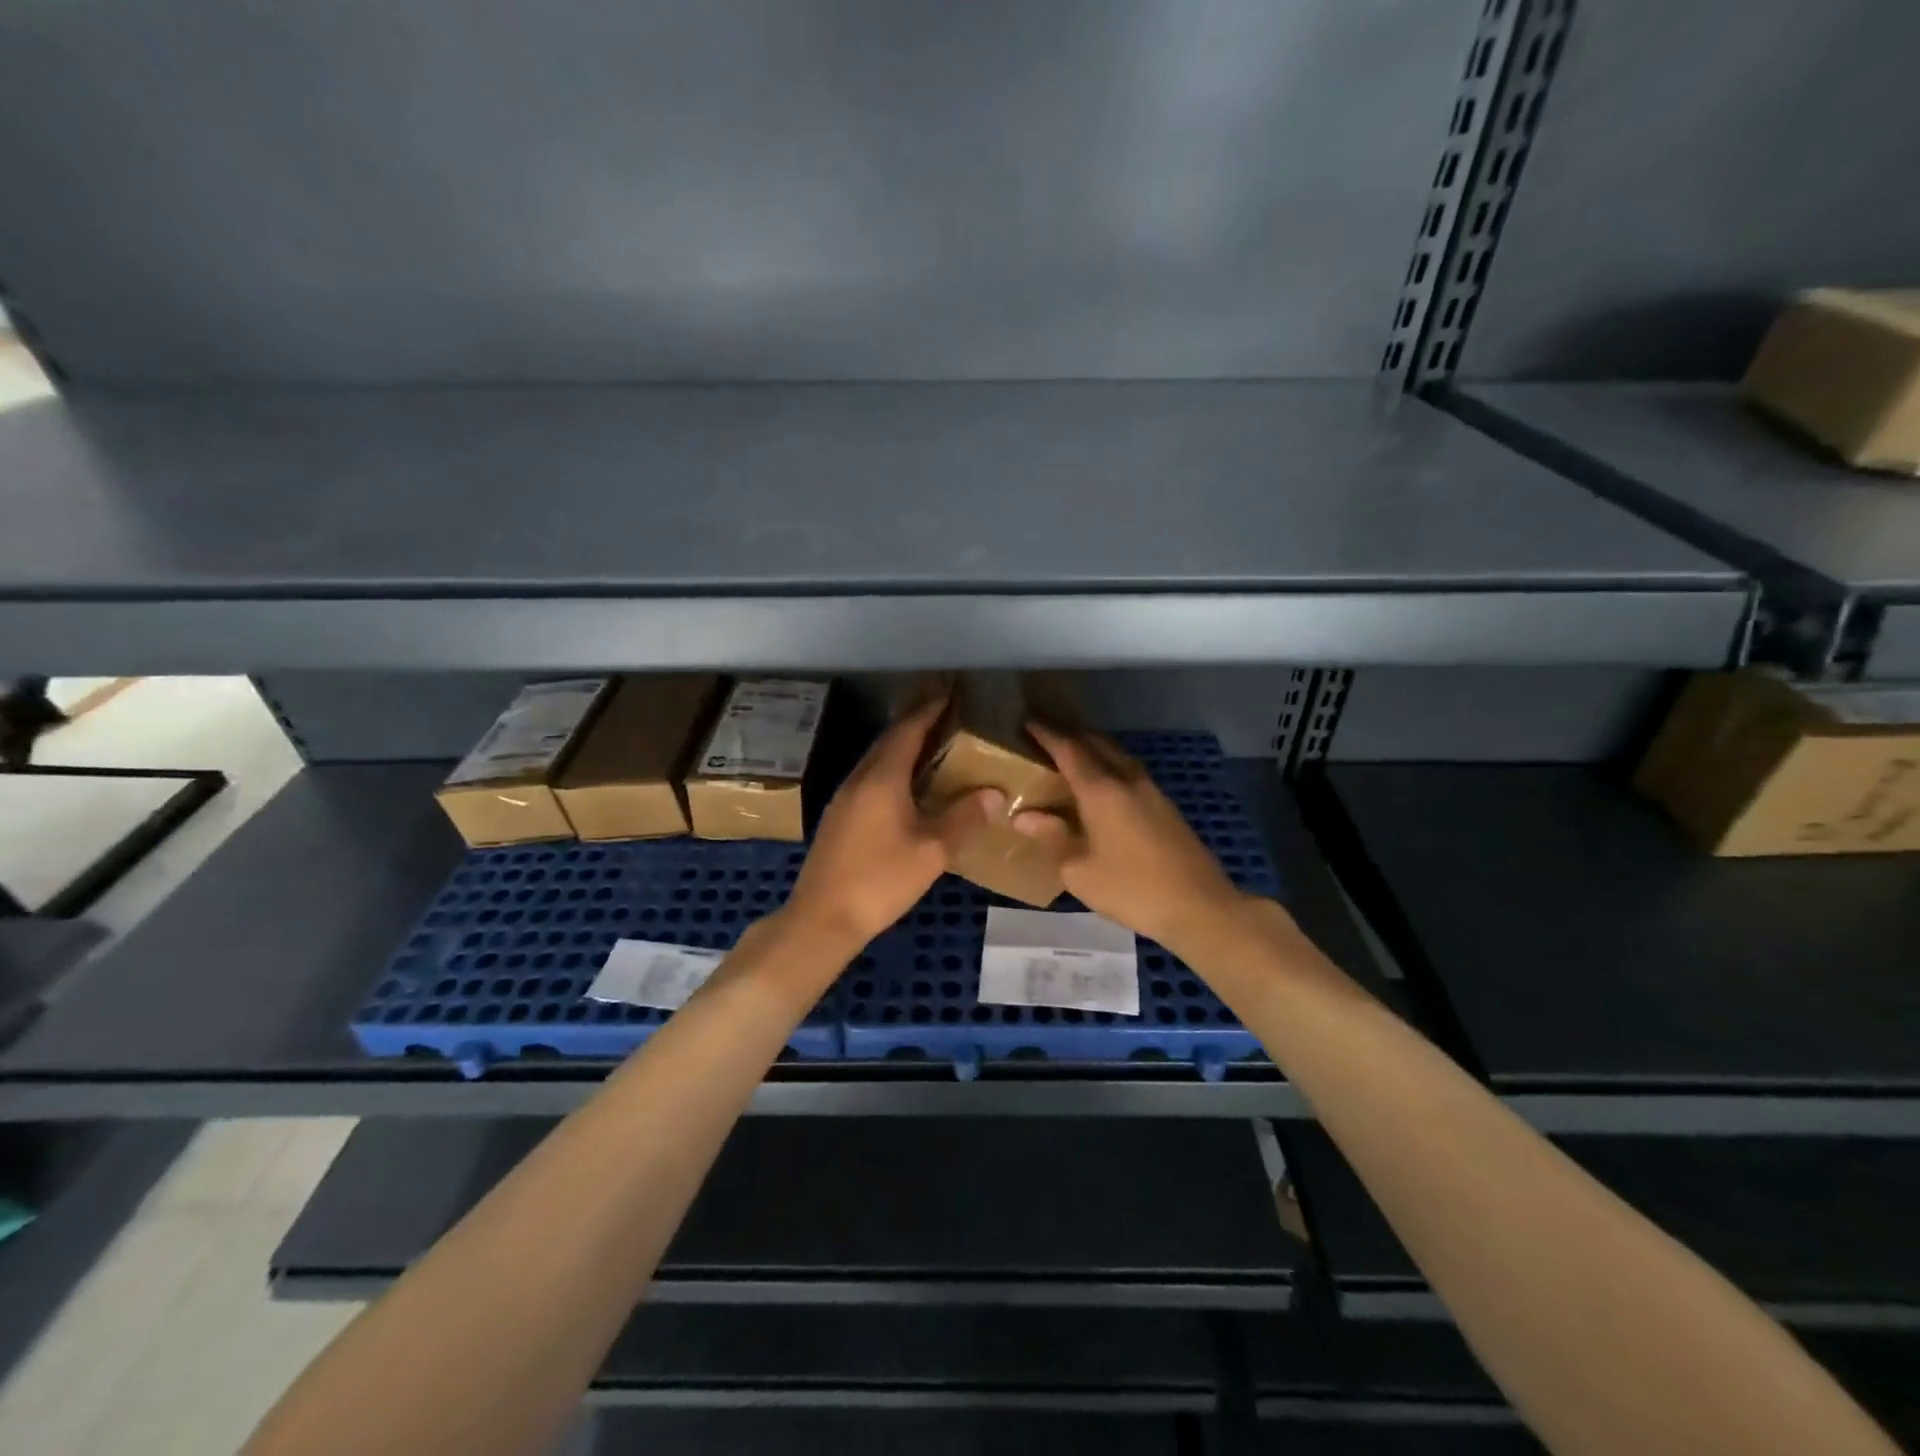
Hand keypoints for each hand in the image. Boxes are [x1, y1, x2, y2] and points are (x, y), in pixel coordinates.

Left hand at [783, 699, 987, 951]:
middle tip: (946, 719)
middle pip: (888, 741)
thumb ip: (964, 818)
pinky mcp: (838, 818)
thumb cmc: (880, 880)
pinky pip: (869, 780)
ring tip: (932, 750)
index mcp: (882, 778)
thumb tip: (995, 794)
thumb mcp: (932, 851)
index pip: (907, 731)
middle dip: (915, 725)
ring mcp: (844, 798)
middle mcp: (859, 779)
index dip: (928, 711)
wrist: (822, 918)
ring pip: (876, 761)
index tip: (949, 696)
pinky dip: (891, 772)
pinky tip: (906, 790)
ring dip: (902, 749)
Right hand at [1014, 722, 1245, 953]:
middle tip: (1045, 734)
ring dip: (1093, 747)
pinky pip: (1129, 771)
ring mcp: (1151, 791)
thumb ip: (1052, 836)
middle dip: (1070, 734)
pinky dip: (1109, 766)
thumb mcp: (1079, 870)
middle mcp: (1127, 780)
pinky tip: (1102, 784)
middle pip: (1096, 743)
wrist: (1198, 906)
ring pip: (1117, 755)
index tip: (1027, 721)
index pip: (1069, 749)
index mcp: (1102, 790)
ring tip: (1070, 754)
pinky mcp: (1165, 806)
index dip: (1046, 733)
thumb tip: (1023, 816)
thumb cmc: (1131, 888)